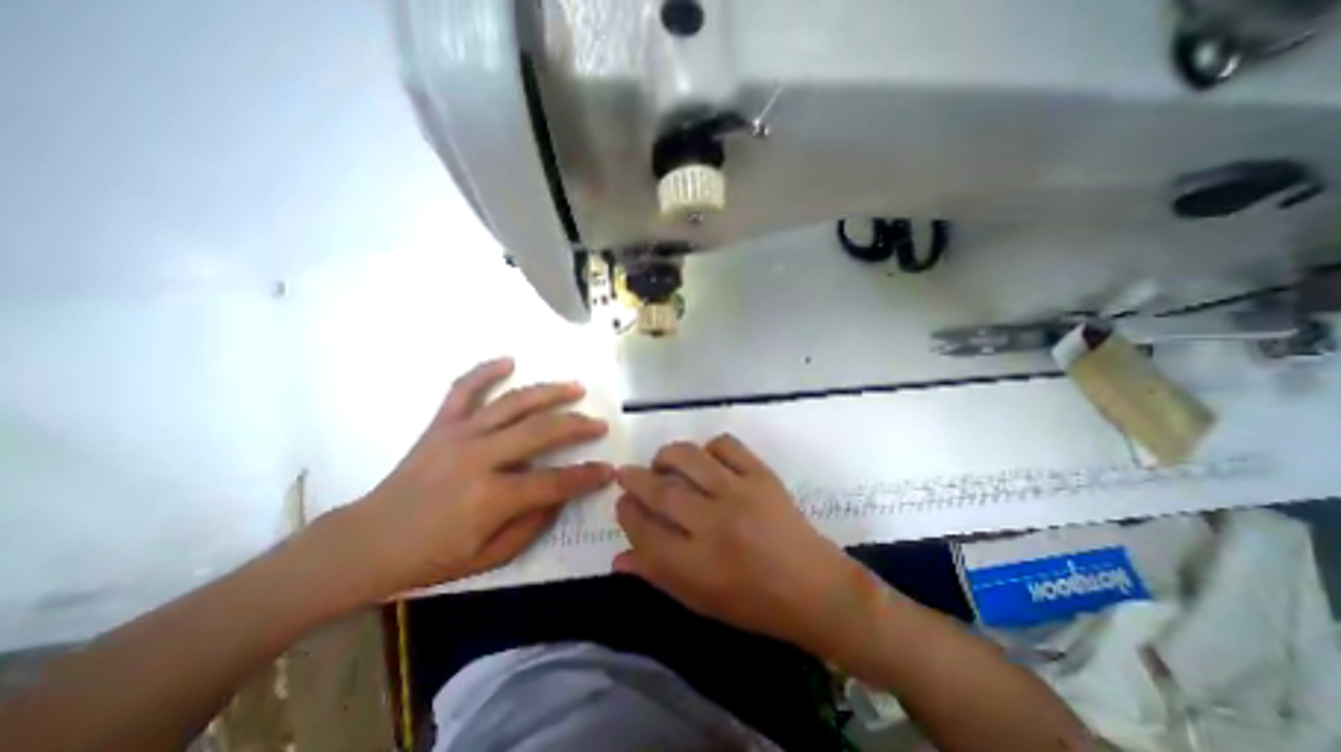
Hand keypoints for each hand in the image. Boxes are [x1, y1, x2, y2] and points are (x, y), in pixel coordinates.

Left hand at [321, 357, 614, 599]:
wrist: (365, 544)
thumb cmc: (430, 558)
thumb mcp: (490, 558)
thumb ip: (532, 525)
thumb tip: (561, 494)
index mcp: (491, 498)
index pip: (554, 482)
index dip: (586, 476)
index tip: (608, 469)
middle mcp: (478, 458)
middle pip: (540, 432)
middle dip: (577, 426)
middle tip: (599, 424)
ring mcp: (458, 436)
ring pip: (513, 404)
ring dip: (549, 393)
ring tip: (575, 388)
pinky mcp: (440, 425)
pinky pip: (463, 389)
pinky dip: (485, 371)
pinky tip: (509, 360)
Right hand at [613, 435, 874, 656]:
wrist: (813, 587)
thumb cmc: (754, 603)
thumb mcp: (700, 601)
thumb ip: (657, 576)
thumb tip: (618, 558)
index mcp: (697, 565)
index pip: (643, 531)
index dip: (626, 513)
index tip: (623, 503)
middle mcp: (714, 524)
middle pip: (660, 491)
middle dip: (634, 478)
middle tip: (628, 474)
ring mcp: (740, 493)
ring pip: (689, 458)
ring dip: (666, 455)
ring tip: (662, 462)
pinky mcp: (762, 475)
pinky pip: (726, 445)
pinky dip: (708, 446)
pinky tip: (705, 459)